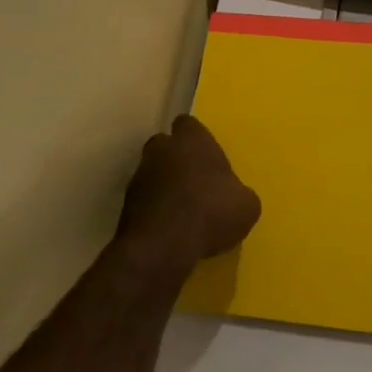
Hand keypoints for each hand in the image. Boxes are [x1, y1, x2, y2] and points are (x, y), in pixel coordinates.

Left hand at [118, 115, 260, 263]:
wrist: (163, 247)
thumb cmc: (212, 213)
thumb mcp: (247, 205)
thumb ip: (238, 192)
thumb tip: (233, 196)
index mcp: (192, 140)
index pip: (188, 124)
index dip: (197, 138)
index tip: (207, 155)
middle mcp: (162, 150)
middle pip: (166, 145)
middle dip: (177, 158)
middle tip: (195, 180)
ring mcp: (139, 176)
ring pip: (152, 172)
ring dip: (164, 184)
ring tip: (182, 209)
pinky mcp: (125, 205)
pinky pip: (144, 199)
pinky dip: (154, 208)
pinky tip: (169, 227)